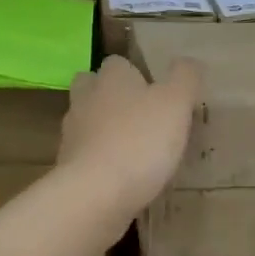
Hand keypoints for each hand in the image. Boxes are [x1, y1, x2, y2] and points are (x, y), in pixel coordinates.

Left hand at [59, 56, 201, 216]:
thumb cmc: (140, 140)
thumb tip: (188, 62)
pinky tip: (121, 175)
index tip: (154, 91)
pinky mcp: (67, 166)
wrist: (96, 194)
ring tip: (133, 148)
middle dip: (110, 96)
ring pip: (86, 121)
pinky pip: (85, 155)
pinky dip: (100, 160)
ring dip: (104, 129)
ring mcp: (72, 134)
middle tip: (138, 114)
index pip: (117, 63)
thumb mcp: (176, 103)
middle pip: (92, 87)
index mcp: (111, 78)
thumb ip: (185, 78)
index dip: (135, 73)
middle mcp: (86, 99)